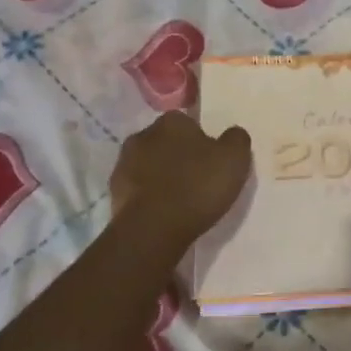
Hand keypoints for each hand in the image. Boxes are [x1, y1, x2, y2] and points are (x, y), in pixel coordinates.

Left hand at [110, 112, 251, 247]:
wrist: (153, 228)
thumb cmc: (197, 186)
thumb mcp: (235, 159)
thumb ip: (236, 139)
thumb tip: (232, 134)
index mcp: (171, 121)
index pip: (188, 123)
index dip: (201, 141)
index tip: (211, 161)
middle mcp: (143, 135)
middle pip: (166, 142)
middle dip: (178, 155)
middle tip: (197, 179)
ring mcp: (123, 164)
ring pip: (149, 164)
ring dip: (161, 175)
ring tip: (180, 199)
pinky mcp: (113, 192)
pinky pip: (137, 188)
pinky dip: (149, 196)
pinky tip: (163, 212)